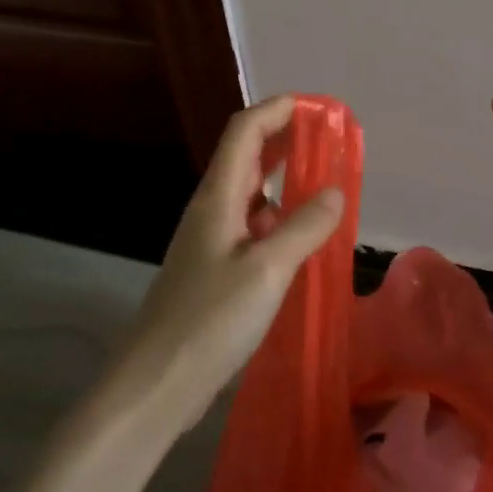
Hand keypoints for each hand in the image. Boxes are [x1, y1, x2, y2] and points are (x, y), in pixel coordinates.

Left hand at [116, 96, 342, 421]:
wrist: (156, 384)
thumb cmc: (210, 320)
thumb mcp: (268, 270)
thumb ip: (305, 227)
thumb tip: (336, 189)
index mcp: (218, 197)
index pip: (244, 131)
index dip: (277, 110)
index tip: (316, 107)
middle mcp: (211, 210)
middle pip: (246, 157)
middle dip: (284, 140)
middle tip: (328, 141)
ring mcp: (210, 241)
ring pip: (251, 195)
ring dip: (284, 181)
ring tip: (325, 186)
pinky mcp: (214, 271)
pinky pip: (252, 228)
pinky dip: (279, 220)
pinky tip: (301, 240)